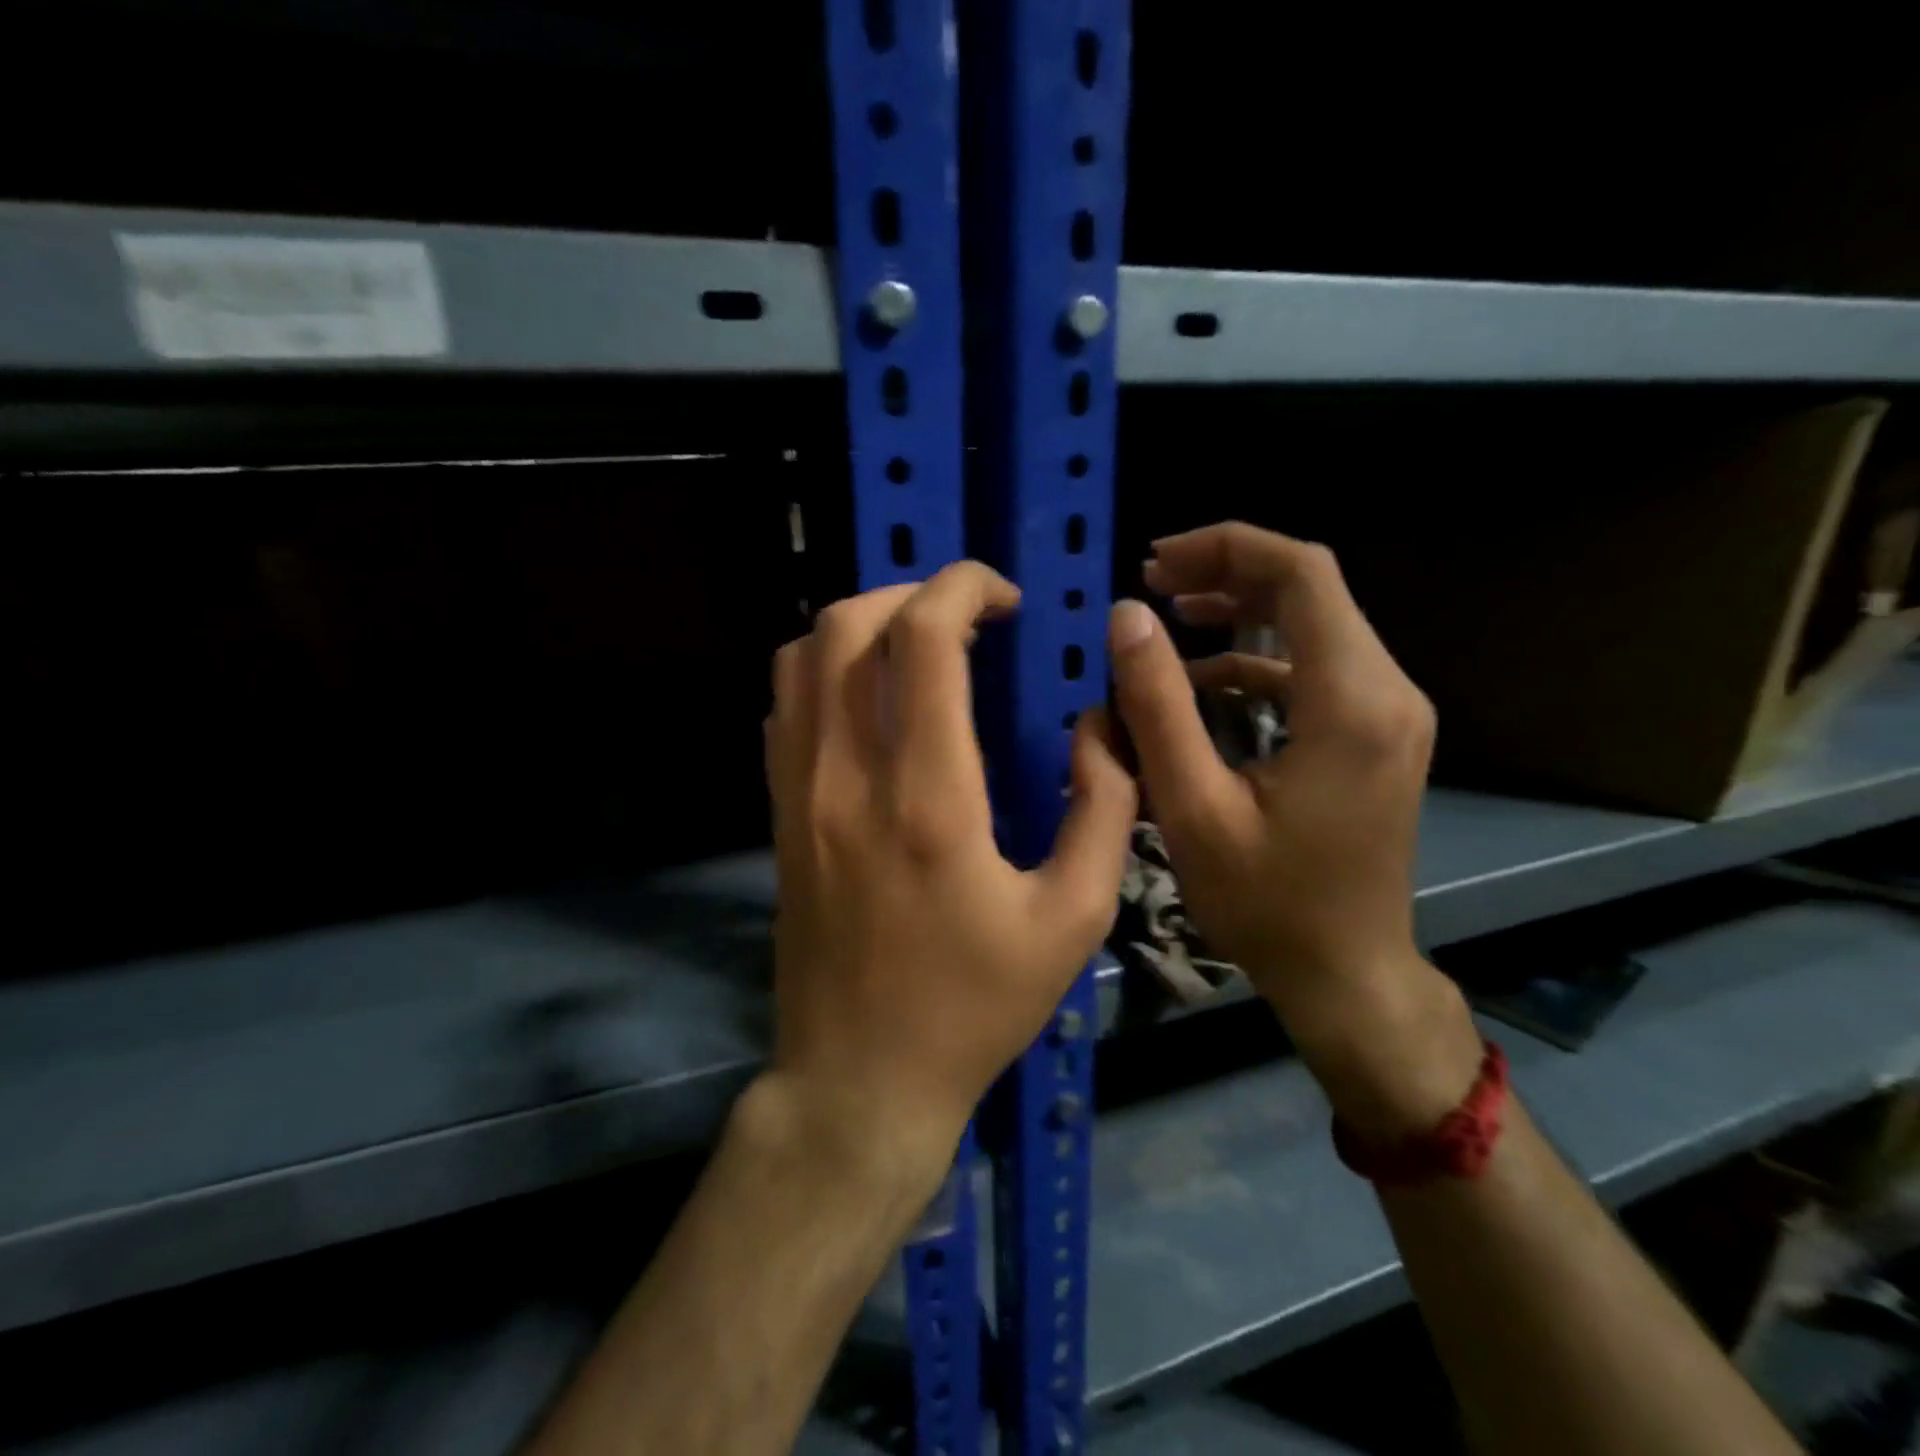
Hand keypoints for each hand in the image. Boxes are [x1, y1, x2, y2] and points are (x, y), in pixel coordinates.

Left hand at [762, 561, 1135, 1175]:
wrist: (859, 1079)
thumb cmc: (973, 1007)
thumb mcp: (1074, 919)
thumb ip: (1103, 809)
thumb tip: (1100, 726)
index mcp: (928, 797)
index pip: (922, 639)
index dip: (963, 587)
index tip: (1004, 599)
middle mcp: (848, 777)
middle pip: (847, 625)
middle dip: (912, 592)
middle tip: (967, 616)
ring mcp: (799, 794)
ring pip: (802, 657)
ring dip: (863, 625)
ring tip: (919, 645)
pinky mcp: (780, 815)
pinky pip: (785, 707)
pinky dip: (826, 671)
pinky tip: (873, 698)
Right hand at [1109, 522, 1479, 1136]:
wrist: (1346, 973)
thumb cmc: (1266, 902)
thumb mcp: (1192, 807)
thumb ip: (1157, 706)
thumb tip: (1126, 617)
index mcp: (1350, 701)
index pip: (1301, 575)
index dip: (1225, 548)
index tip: (1154, 560)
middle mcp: (1387, 691)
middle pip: (1310, 590)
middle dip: (1225, 574)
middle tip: (1150, 583)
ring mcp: (1389, 713)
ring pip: (1312, 625)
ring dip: (1238, 613)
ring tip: (1167, 619)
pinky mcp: (1375, 734)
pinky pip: (1312, 670)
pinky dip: (1254, 661)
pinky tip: (1201, 684)